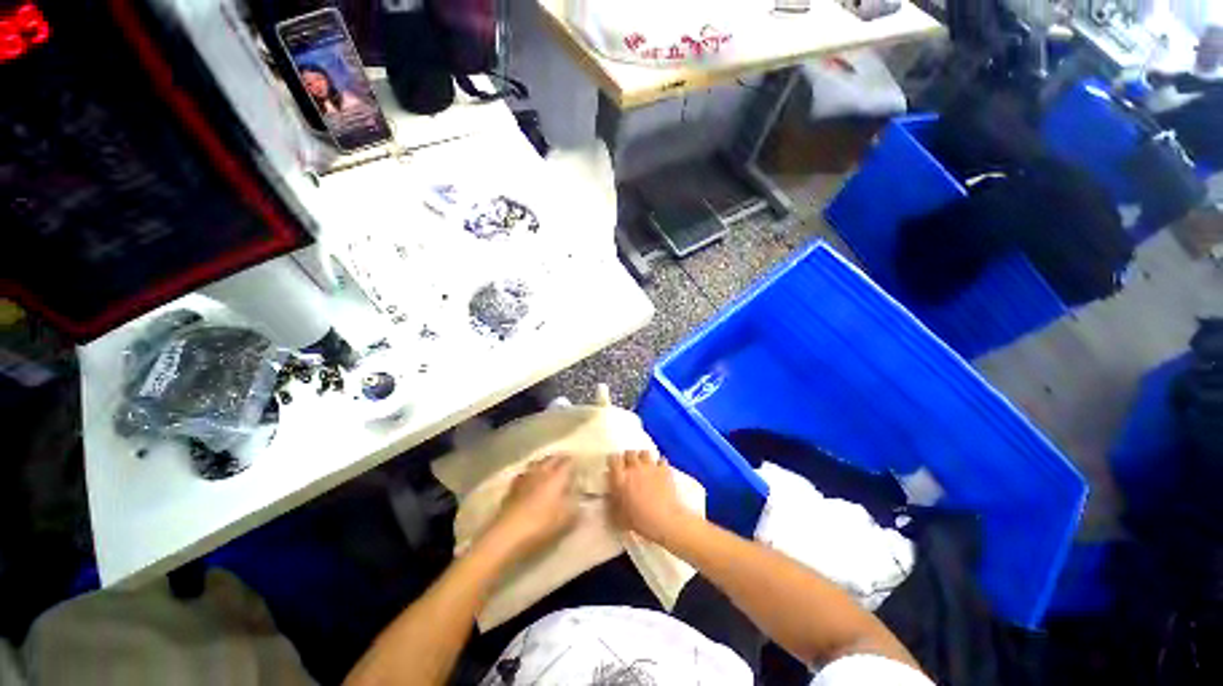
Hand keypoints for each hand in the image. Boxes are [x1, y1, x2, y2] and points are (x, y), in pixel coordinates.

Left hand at [485, 455, 577, 558]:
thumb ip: (576, 507)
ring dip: (544, 463)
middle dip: (559, 458)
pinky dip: (530, 473)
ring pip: (537, 462)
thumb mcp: (566, 520)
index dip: (574, 461)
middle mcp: (542, 472)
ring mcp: (525, 478)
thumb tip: (582, 499)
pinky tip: (530, 480)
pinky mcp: (512, 487)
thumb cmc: (541, 526)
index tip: (579, 464)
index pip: (568, 462)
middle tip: (565, 462)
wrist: (507, 535)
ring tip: (548, 467)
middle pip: (552, 458)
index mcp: (557, 477)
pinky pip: (524, 474)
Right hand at [606, 450, 692, 543]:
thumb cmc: (640, 521)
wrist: (665, 520)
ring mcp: (650, 466)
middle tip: (628, 466)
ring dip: (642, 457)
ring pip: (644, 452)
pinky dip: (659, 463)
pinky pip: (660, 459)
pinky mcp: (664, 469)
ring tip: (643, 465)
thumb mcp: (619, 516)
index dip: (612, 461)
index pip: (613, 459)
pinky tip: (659, 470)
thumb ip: (612, 501)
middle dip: (628, 457)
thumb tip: (609, 492)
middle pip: (629, 453)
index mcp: (621, 478)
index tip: (613, 465)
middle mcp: (634, 468)